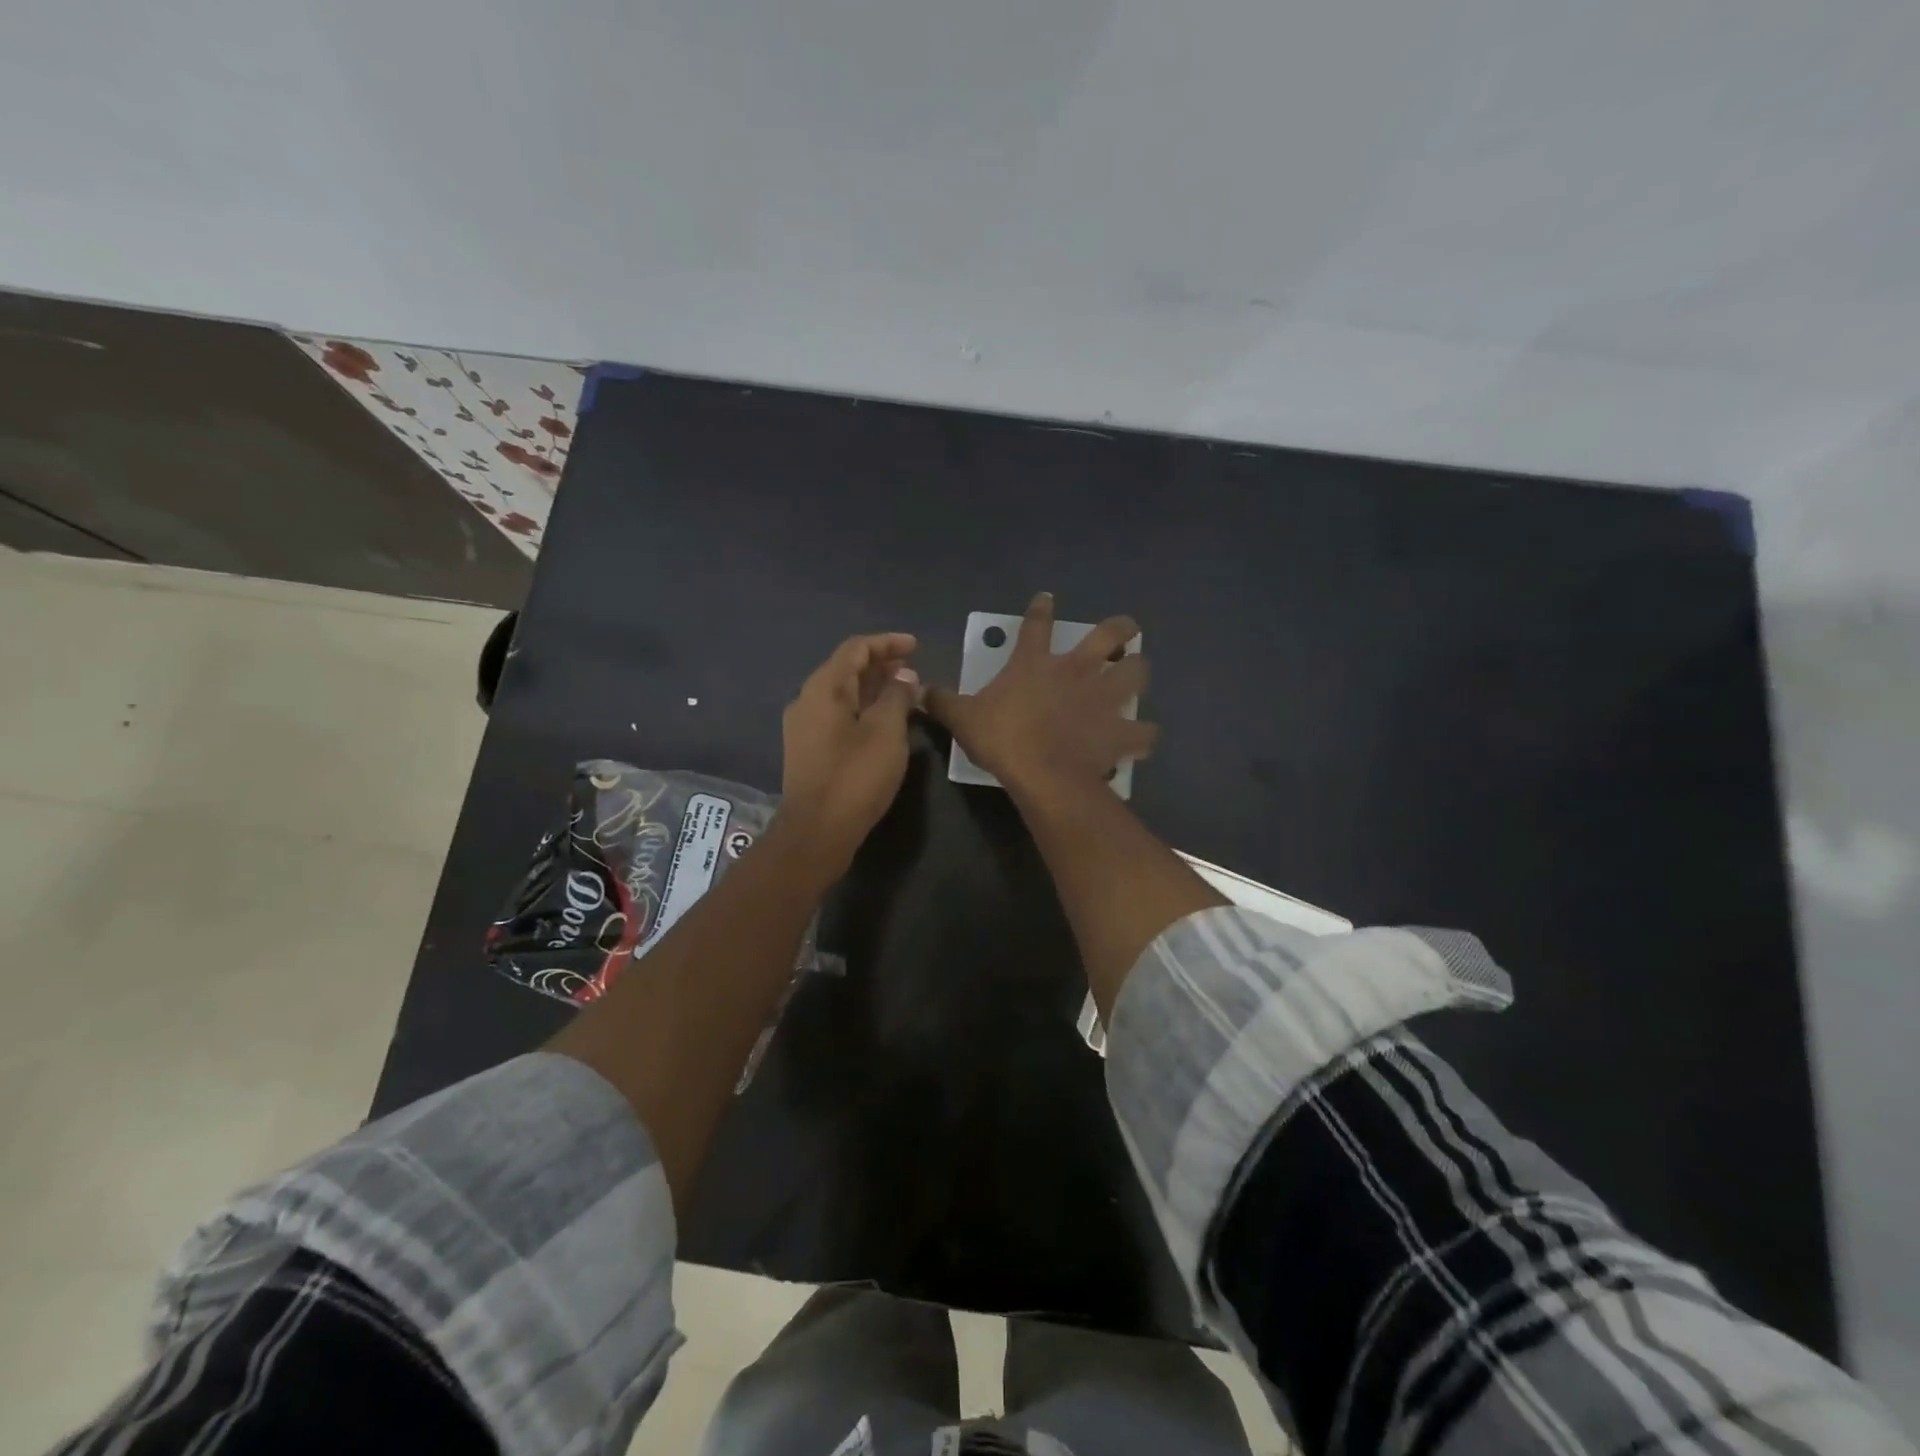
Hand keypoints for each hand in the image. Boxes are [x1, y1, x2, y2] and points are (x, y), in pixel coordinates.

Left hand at [779, 632, 920, 869]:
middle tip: (914, 670)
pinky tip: (885, 722)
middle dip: (881, 665)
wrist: (817, 832)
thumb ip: (896, 696)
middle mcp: (807, 700)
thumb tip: (904, 677)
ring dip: (874, 688)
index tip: (916, 646)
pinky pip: (839, 715)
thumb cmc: (855, 777)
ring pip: (843, 694)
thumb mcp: (886, 732)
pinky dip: (864, 709)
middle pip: (846, 669)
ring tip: (905, 693)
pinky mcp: (809, 749)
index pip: (855, 649)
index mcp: (823, 689)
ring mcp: (805, 727)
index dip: (887, 643)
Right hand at [926, 592, 1156, 797]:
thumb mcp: (963, 718)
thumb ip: (943, 701)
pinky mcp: (1119, 731)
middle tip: (1125, 630)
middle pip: (1109, 636)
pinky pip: (1142, 732)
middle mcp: (1076, 671)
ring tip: (1136, 676)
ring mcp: (1103, 699)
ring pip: (1136, 674)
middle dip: (1121, 629)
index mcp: (1035, 663)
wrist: (1042, 773)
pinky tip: (1142, 739)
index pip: (1036, 624)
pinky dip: (1144, 735)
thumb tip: (920, 691)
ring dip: (1139, 672)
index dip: (1040, 609)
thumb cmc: (1002, 738)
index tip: (1047, 598)